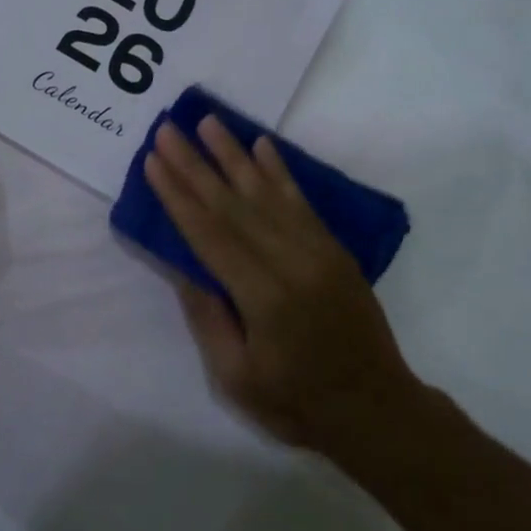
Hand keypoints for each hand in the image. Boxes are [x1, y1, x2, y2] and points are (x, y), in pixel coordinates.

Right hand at [144, 116, 421, 454]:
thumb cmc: (297, 403)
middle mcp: (291, 261)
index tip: (154, 161)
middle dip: (195, 164)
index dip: (178, 195)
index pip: (210, 233)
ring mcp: (318, 250)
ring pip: (266, 192)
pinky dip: (279, 170)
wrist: (376, 409)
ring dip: (233, 154)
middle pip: (233, 204)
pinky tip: (262, 145)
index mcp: (264, 296)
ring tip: (207, 121)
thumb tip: (181, 263)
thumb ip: (208, 316)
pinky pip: (301, 201)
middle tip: (168, 130)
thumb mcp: (237, 376)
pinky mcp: (334, 248)